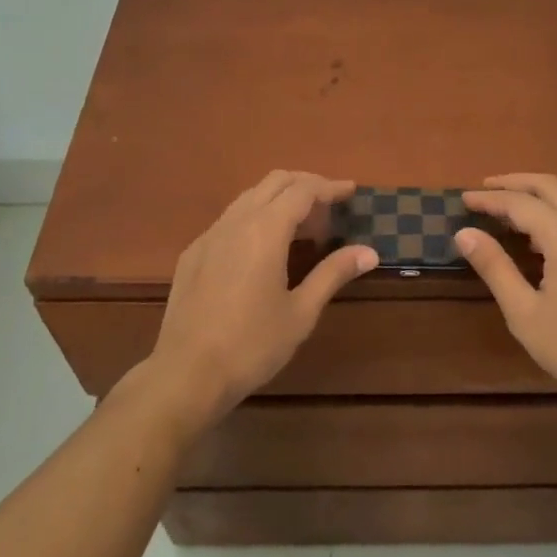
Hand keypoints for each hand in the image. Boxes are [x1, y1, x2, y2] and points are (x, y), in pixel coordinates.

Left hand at [144, 171, 375, 427]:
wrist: (186, 373)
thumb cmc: (252, 345)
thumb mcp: (301, 312)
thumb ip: (333, 273)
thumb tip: (369, 252)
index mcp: (265, 230)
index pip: (302, 190)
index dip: (329, 187)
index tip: (351, 191)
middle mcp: (235, 222)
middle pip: (274, 182)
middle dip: (305, 184)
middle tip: (330, 205)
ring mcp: (209, 236)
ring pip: (249, 197)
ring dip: (279, 198)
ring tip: (302, 225)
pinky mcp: (193, 253)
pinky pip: (229, 219)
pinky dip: (255, 217)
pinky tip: (263, 247)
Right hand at [456, 173, 556, 413]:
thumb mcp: (524, 312)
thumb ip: (494, 267)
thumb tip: (464, 233)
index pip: (519, 203)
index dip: (489, 199)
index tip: (462, 199)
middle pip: (549, 186)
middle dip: (514, 183)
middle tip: (484, 189)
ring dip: (538, 193)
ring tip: (509, 206)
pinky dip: (556, 209)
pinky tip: (542, 234)